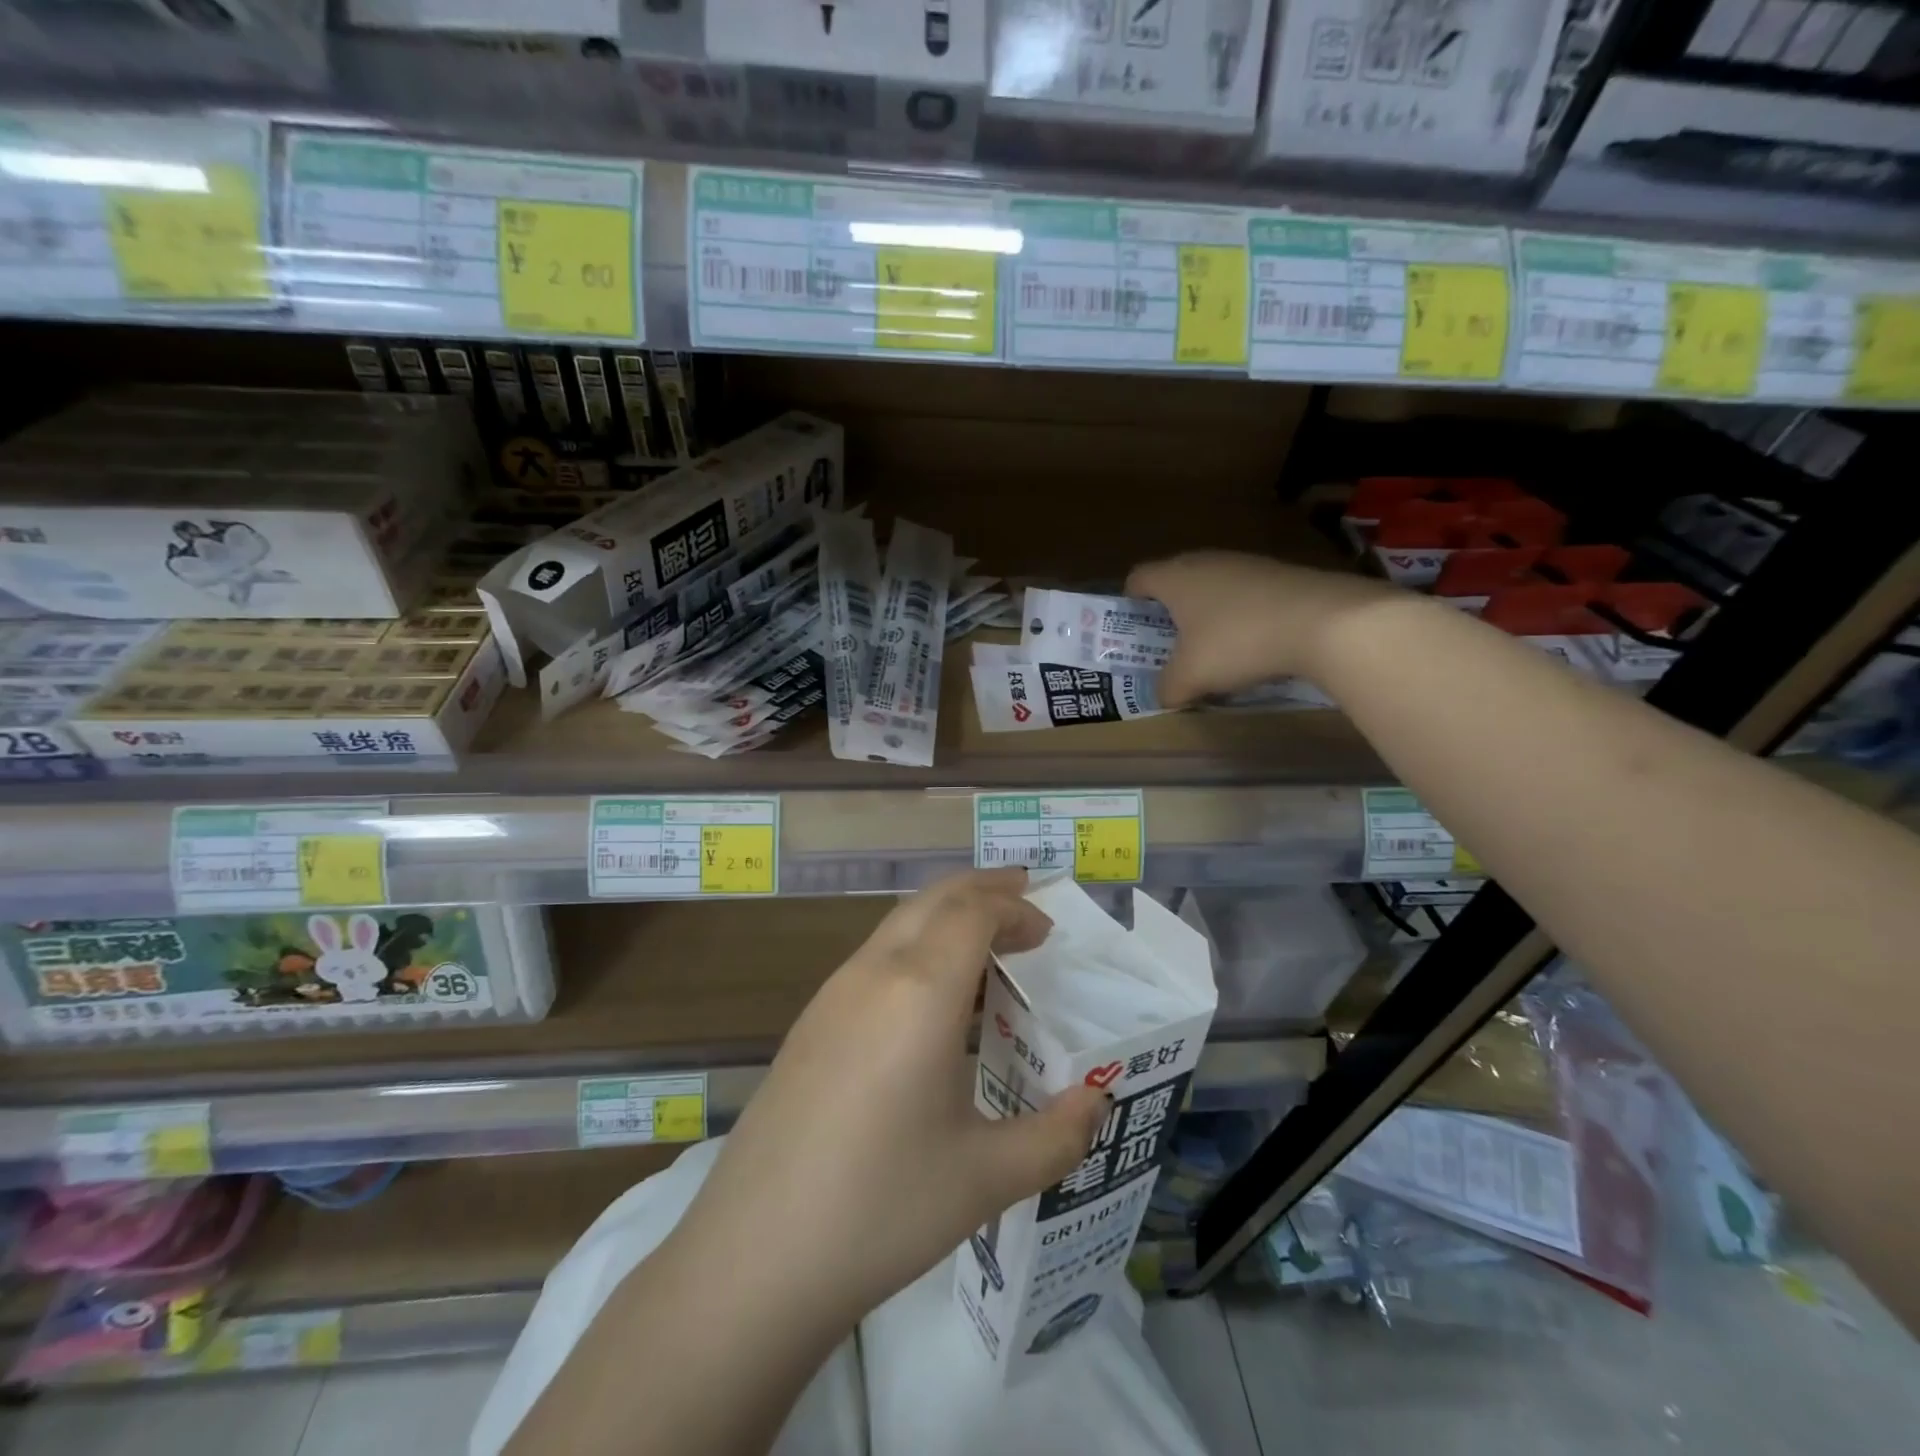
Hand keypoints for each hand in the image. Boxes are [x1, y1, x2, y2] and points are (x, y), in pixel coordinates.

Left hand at [675, 868, 1108, 1334]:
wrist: (754, 1256)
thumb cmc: (882, 1208)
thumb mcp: (987, 1178)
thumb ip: (1057, 1134)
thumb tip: (1098, 1098)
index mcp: (920, 991)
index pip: (972, 912)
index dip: (1014, 907)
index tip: (1046, 930)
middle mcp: (874, 973)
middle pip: (932, 899)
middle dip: (982, 889)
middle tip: (1024, 899)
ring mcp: (832, 994)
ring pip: (898, 924)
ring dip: (946, 917)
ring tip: (986, 946)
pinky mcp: (810, 1023)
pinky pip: (874, 957)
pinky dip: (916, 947)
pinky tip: (931, 1002)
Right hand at [1127, 552, 1394, 706]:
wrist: (1324, 621)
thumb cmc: (1237, 643)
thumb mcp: (1191, 677)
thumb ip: (1167, 688)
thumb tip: (1163, 696)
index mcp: (1175, 578)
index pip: (1138, 578)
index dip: (1129, 602)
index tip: (1133, 629)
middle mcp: (1206, 562)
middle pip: (1175, 581)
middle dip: (1169, 613)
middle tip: (1169, 645)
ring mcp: (1247, 564)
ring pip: (1212, 588)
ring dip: (1206, 616)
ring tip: (1212, 651)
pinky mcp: (1280, 575)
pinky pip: (1245, 595)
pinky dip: (1240, 617)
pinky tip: (1252, 647)